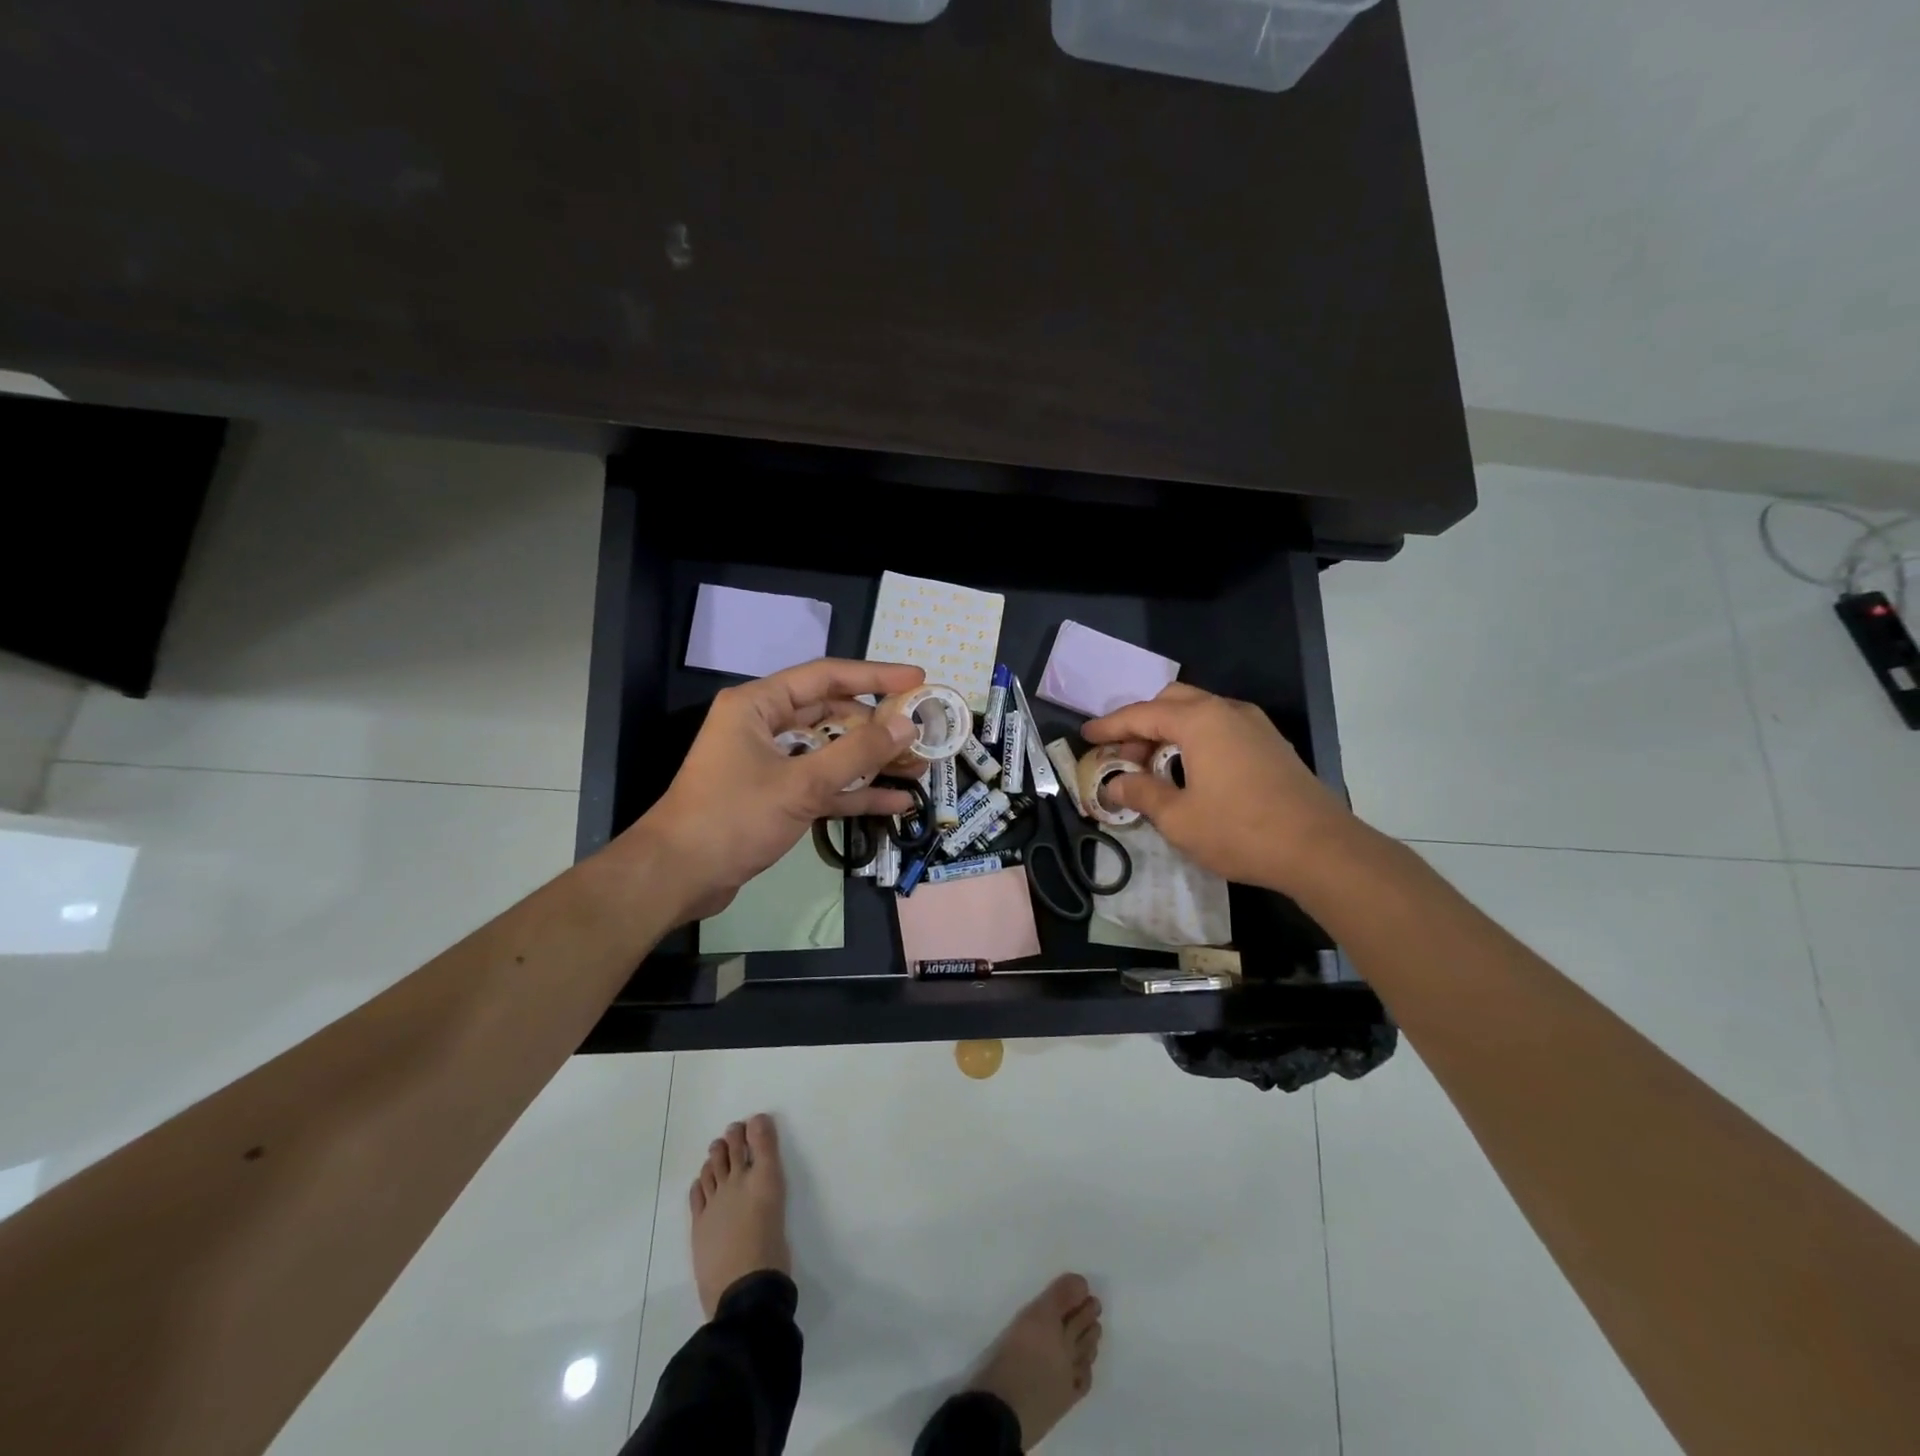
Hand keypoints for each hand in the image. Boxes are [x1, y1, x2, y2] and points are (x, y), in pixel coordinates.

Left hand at [626, 659, 925, 921]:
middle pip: (832, 714)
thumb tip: (906, 727)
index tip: (917, 679)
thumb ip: (857, 754)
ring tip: (919, 766)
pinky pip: (822, 785)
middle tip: (923, 731)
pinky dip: (854, 793)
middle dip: (878, 726)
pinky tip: (895, 801)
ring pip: (831, 753)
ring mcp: (770, 763)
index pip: (826, 676)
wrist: (677, 877)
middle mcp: (764, 726)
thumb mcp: (801, 784)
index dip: (875, 676)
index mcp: (759, 705)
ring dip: (872, 762)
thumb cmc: (733, 817)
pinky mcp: (775, 797)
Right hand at [1082, 684, 1355, 894]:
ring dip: (1170, 731)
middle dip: (1142, 723)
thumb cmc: (1240, 831)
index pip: (1142, 714)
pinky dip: (1196, 739)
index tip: (1087, 735)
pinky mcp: (1272, 744)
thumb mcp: (1178, 818)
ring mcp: (1255, 725)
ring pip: (1200, 712)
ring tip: (1154, 767)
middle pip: (1173, 701)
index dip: (1110, 726)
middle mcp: (1228, 711)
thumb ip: (1141, 793)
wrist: (1320, 849)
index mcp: (1200, 721)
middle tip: (1124, 756)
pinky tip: (1191, 772)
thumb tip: (1115, 784)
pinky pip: (1222, 727)